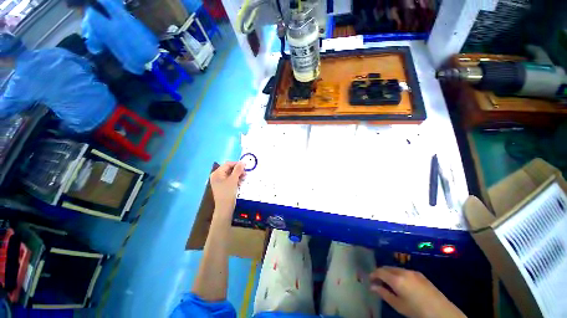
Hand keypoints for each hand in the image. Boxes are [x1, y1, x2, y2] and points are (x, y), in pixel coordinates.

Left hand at [210, 162, 245, 217]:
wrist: (224, 208)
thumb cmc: (228, 192)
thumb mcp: (234, 180)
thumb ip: (238, 170)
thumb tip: (243, 162)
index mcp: (217, 173)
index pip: (228, 164)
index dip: (237, 164)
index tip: (246, 166)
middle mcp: (217, 176)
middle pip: (229, 169)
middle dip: (238, 170)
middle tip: (245, 173)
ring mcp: (219, 181)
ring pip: (230, 174)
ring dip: (238, 175)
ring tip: (244, 178)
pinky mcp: (223, 186)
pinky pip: (230, 179)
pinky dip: (236, 179)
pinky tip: (241, 182)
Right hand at [370, 266, 465, 317]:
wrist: (442, 313)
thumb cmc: (417, 311)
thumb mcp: (398, 305)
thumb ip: (384, 294)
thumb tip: (372, 287)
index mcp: (396, 279)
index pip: (380, 271)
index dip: (373, 274)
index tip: (370, 280)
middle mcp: (403, 271)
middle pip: (387, 268)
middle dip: (381, 273)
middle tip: (377, 282)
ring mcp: (413, 271)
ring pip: (395, 268)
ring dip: (389, 273)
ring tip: (388, 283)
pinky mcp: (420, 274)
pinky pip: (404, 271)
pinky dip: (398, 274)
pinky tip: (401, 283)